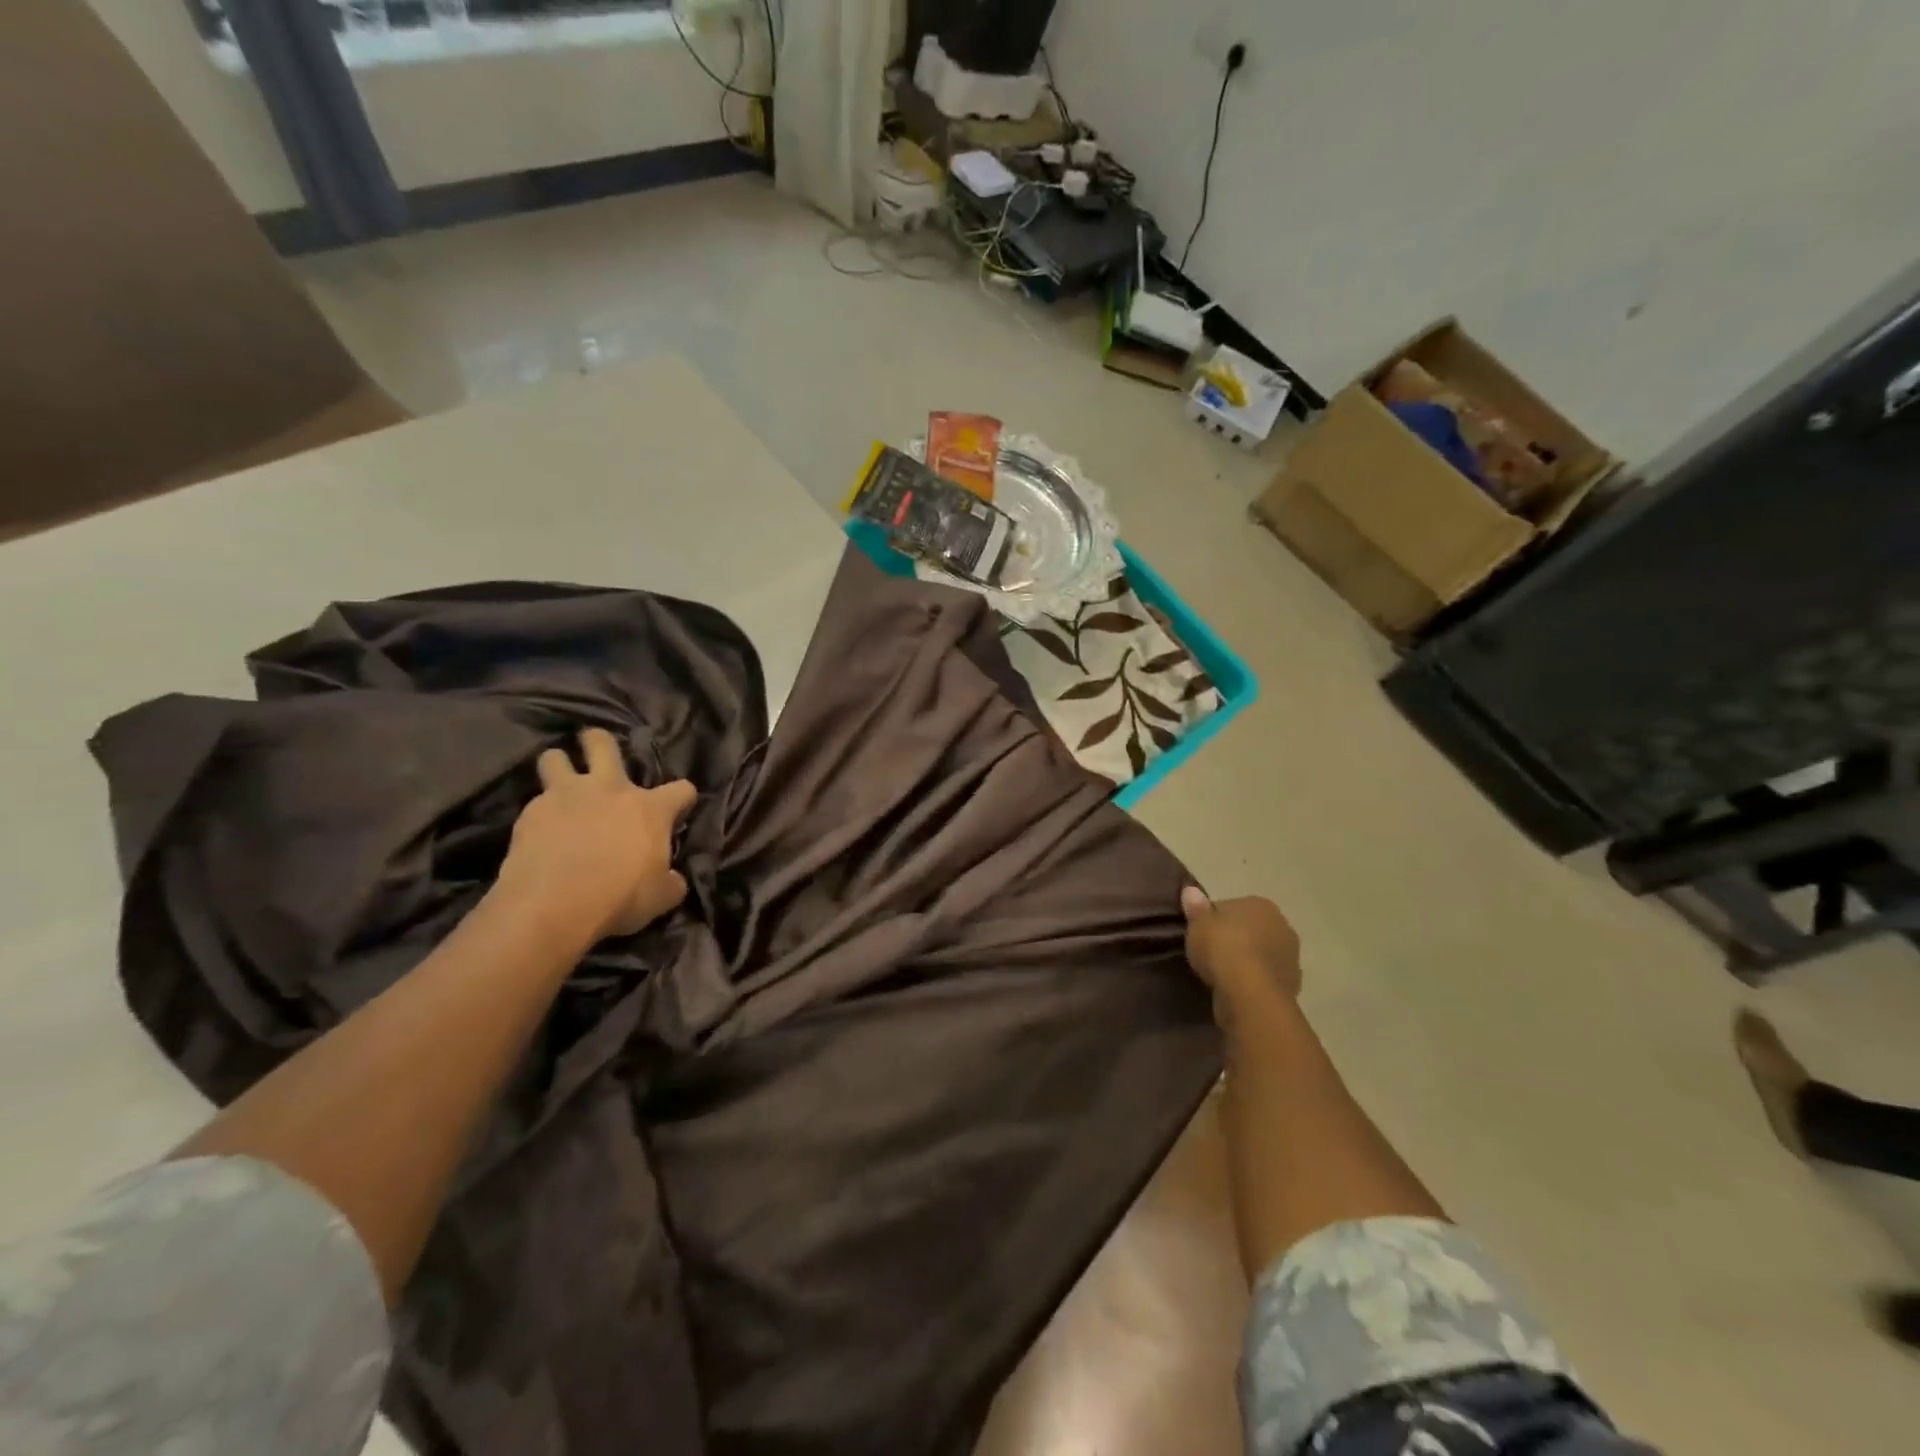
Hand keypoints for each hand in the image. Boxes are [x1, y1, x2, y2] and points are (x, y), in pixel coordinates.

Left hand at [497, 728, 697, 942]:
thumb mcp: (661, 897)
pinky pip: (534, 801)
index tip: (678, 813)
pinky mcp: (530, 813)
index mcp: (650, 808)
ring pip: (555, 758)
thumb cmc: (619, 897)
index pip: (682, 789)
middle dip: (599, 742)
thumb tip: (672, 878)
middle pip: (602, 743)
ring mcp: (566, 796)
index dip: (683, 800)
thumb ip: (671, 881)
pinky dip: (539, 811)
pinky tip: (539, 830)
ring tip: (560, 781)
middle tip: (598, 754)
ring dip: (559, 765)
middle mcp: (609, 789)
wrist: (553, 905)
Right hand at [1180, 889, 1301, 1013]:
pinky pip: (1265, 978)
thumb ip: (1195, 907)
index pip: (1231, 907)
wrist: (1251, 995)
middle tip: (1209, 954)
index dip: (1213, 920)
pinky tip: (1235, 989)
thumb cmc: (1222, 949)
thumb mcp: (1198, 924)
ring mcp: (1290, 957)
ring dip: (1246, 962)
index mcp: (1260, 904)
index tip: (1199, 934)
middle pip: (1250, 930)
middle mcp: (1282, 926)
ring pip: (1260, 955)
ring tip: (1220, 975)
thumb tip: (1190, 890)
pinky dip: (1253, 982)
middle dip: (1234, 939)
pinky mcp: (1291, 985)